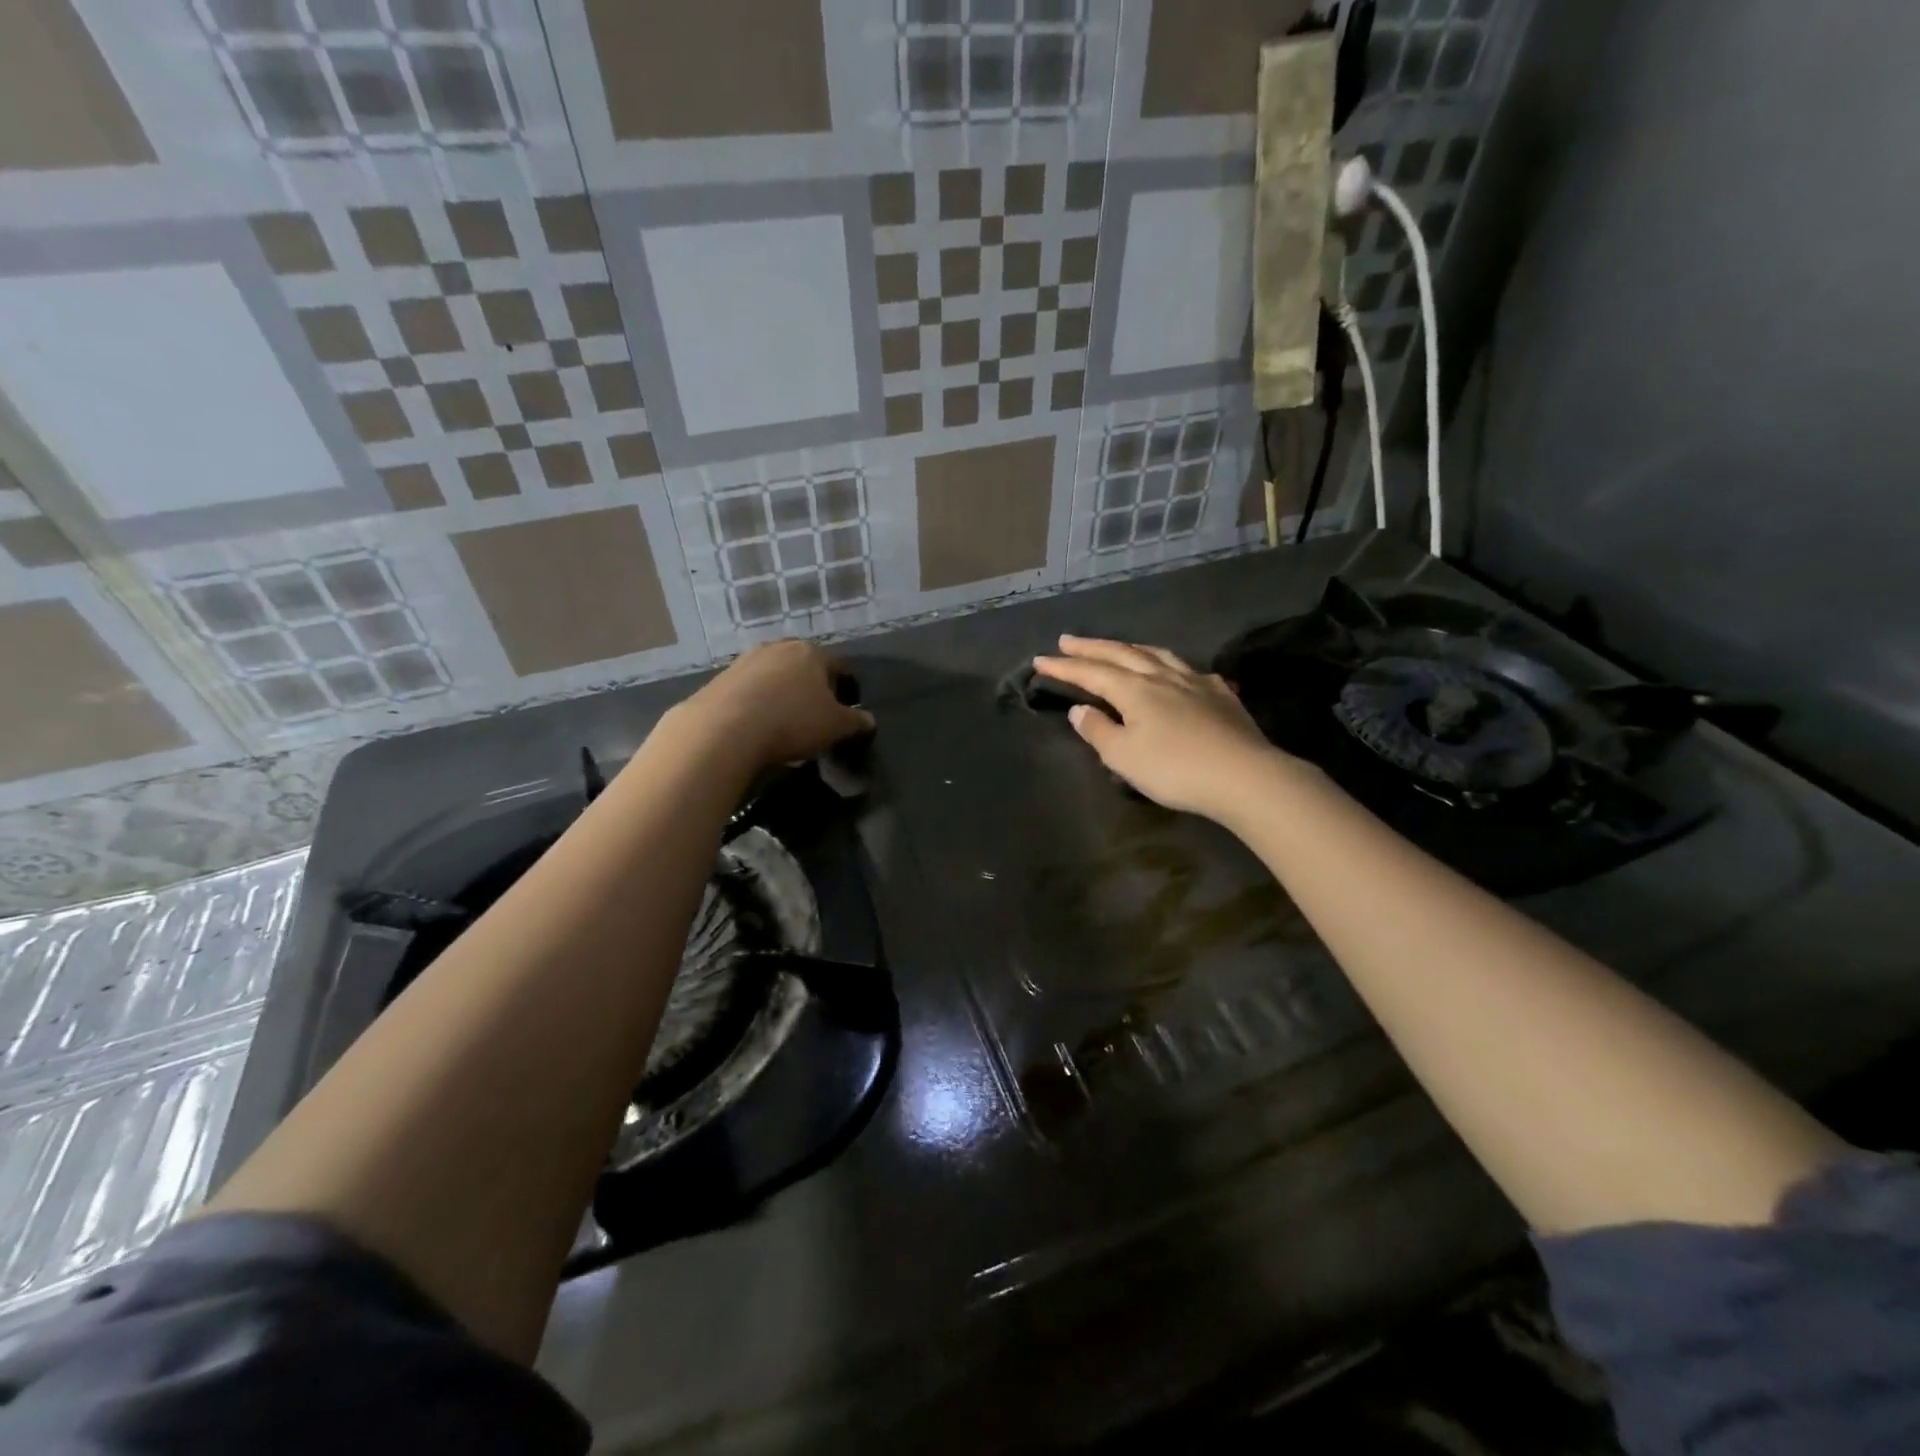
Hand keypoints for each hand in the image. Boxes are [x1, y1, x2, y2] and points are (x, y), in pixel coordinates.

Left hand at [679, 640, 874, 772]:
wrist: (724, 729)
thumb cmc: (792, 721)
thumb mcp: (835, 727)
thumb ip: (856, 722)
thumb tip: (869, 720)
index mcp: (811, 653)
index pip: (838, 666)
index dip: (846, 687)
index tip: (847, 708)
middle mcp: (779, 647)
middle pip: (804, 666)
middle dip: (812, 687)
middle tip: (816, 714)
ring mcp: (746, 660)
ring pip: (775, 676)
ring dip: (782, 693)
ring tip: (785, 721)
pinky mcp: (721, 678)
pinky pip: (750, 689)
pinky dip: (758, 703)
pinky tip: (758, 724)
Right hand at [1031, 636, 1291, 821]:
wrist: (1244, 776)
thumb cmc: (1174, 769)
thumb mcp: (1124, 756)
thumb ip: (1098, 731)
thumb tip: (1080, 710)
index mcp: (1134, 690)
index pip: (1091, 673)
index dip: (1064, 667)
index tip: (1039, 660)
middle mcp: (1162, 677)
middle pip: (1122, 654)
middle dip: (1091, 647)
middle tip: (1068, 640)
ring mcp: (1196, 682)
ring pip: (1157, 654)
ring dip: (1131, 648)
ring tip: (1117, 646)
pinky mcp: (1221, 695)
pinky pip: (1190, 670)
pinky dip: (1171, 666)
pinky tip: (1177, 673)